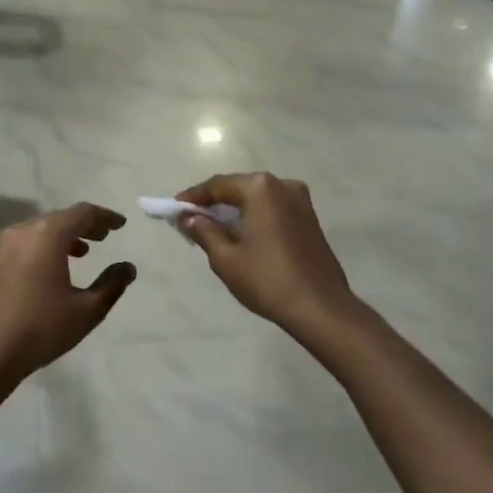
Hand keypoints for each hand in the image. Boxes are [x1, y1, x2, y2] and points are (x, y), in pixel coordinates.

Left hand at [0, 204, 135, 388]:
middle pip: (59, 218)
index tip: (121, 225)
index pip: (82, 213)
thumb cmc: (41, 329)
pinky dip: (43, 248)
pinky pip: (24, 244)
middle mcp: (22, 232)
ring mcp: (2, 247)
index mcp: (47, 235)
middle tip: (103, 236)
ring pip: (39, 231)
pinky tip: (51, 269)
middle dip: (84, 225)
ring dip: (63, 236)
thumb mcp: (87, 310)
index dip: (105, 217)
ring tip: (82, 253)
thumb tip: (128, 268)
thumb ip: (112, 284)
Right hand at [176, 173, 356, 332]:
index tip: (173, 209)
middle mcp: (283, 185)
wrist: (320, 306)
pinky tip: (242, 236)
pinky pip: (273, 210)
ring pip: (257, 200)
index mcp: (260, 188)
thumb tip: (189, 218)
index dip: (193, 197)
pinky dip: (254, 218)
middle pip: (239, 188)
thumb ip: (203, 231)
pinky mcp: (310, 219)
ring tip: (213, 230)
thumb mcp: (225, 257)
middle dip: (214, 203)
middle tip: (191, 221)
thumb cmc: (266, 279)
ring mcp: (301, 201)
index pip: (218, 185)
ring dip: (234, 211)